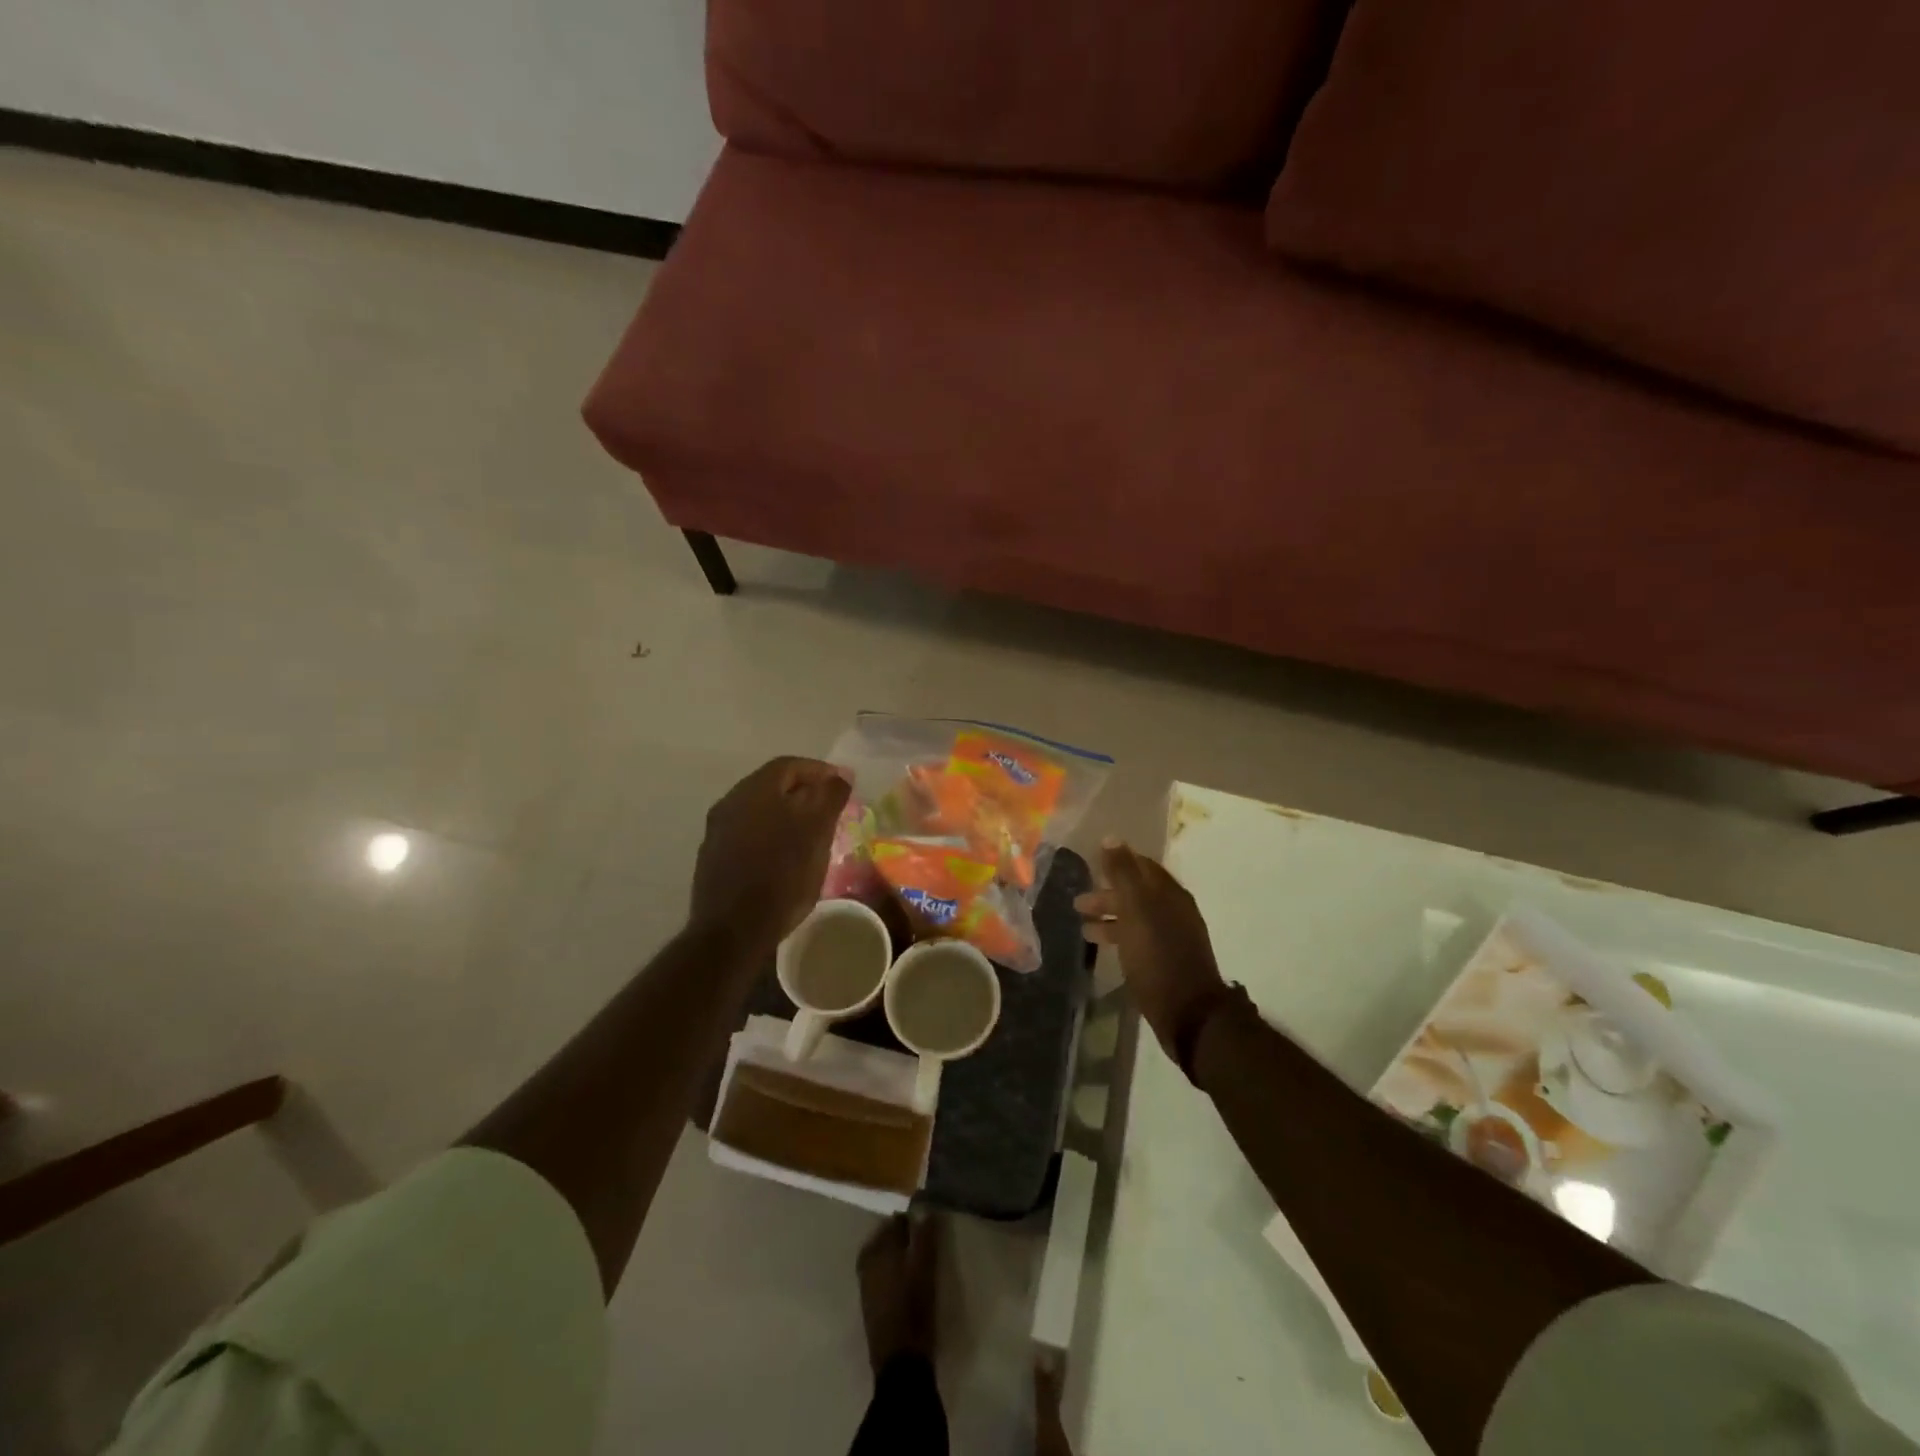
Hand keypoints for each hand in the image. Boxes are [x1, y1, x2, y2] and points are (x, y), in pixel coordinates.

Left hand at [691, 757, 850, 952]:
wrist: (732, 931)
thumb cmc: (782, 875)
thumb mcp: (817, 832)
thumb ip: (830, 797)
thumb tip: (839, 776)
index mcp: (754, 790)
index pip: (790, 765)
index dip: (820, 770)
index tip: (844, 784)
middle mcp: (730, 802)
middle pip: (772, 785)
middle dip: (804, 791)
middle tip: (831, 807)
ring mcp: (718, 831)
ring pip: (760, 810)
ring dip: (787, 813)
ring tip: (813, 831)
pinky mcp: (714, 857)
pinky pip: (749, 833)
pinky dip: (771, 834)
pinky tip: (786, 854)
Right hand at [1075, 839, 1228, 1068]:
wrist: (1188, 1012)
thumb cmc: (1158, 956)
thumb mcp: (1135, 910)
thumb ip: (1122, 873)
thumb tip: (1111, 838)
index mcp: (1169, 893)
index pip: (1142, 866)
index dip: (1118, 861)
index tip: (1091, 862)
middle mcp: (1173, 910)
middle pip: (1137, 893)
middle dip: (1107, 893)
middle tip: (1078, 902)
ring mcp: (1172, 937)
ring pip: (1135, 918)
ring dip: (1109, 918)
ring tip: (1082, 928)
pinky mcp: (1166, 961)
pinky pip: (1137, 938)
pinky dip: (1118, 936)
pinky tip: (1103, 948)